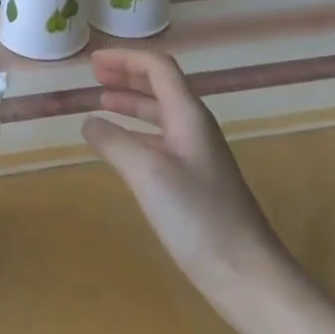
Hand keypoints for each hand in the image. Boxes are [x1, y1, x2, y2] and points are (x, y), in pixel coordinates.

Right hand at [82, 49, 281, 300]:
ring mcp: (196, 156)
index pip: (158, 68)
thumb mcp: (147, 172)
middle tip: (93, 74)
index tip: (93, 60)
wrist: (246, 274)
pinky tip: (119, 146)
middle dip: (127, 76)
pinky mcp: (193, 182)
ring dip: (130, 103)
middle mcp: (194, 128)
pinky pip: (159, 140)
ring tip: (100, 102)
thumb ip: (114, 141)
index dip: (125, 59)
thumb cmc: (198, 216)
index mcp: (189, 116)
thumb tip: (88, 122)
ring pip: (159, 114)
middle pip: (161, 86)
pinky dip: (135, 132)